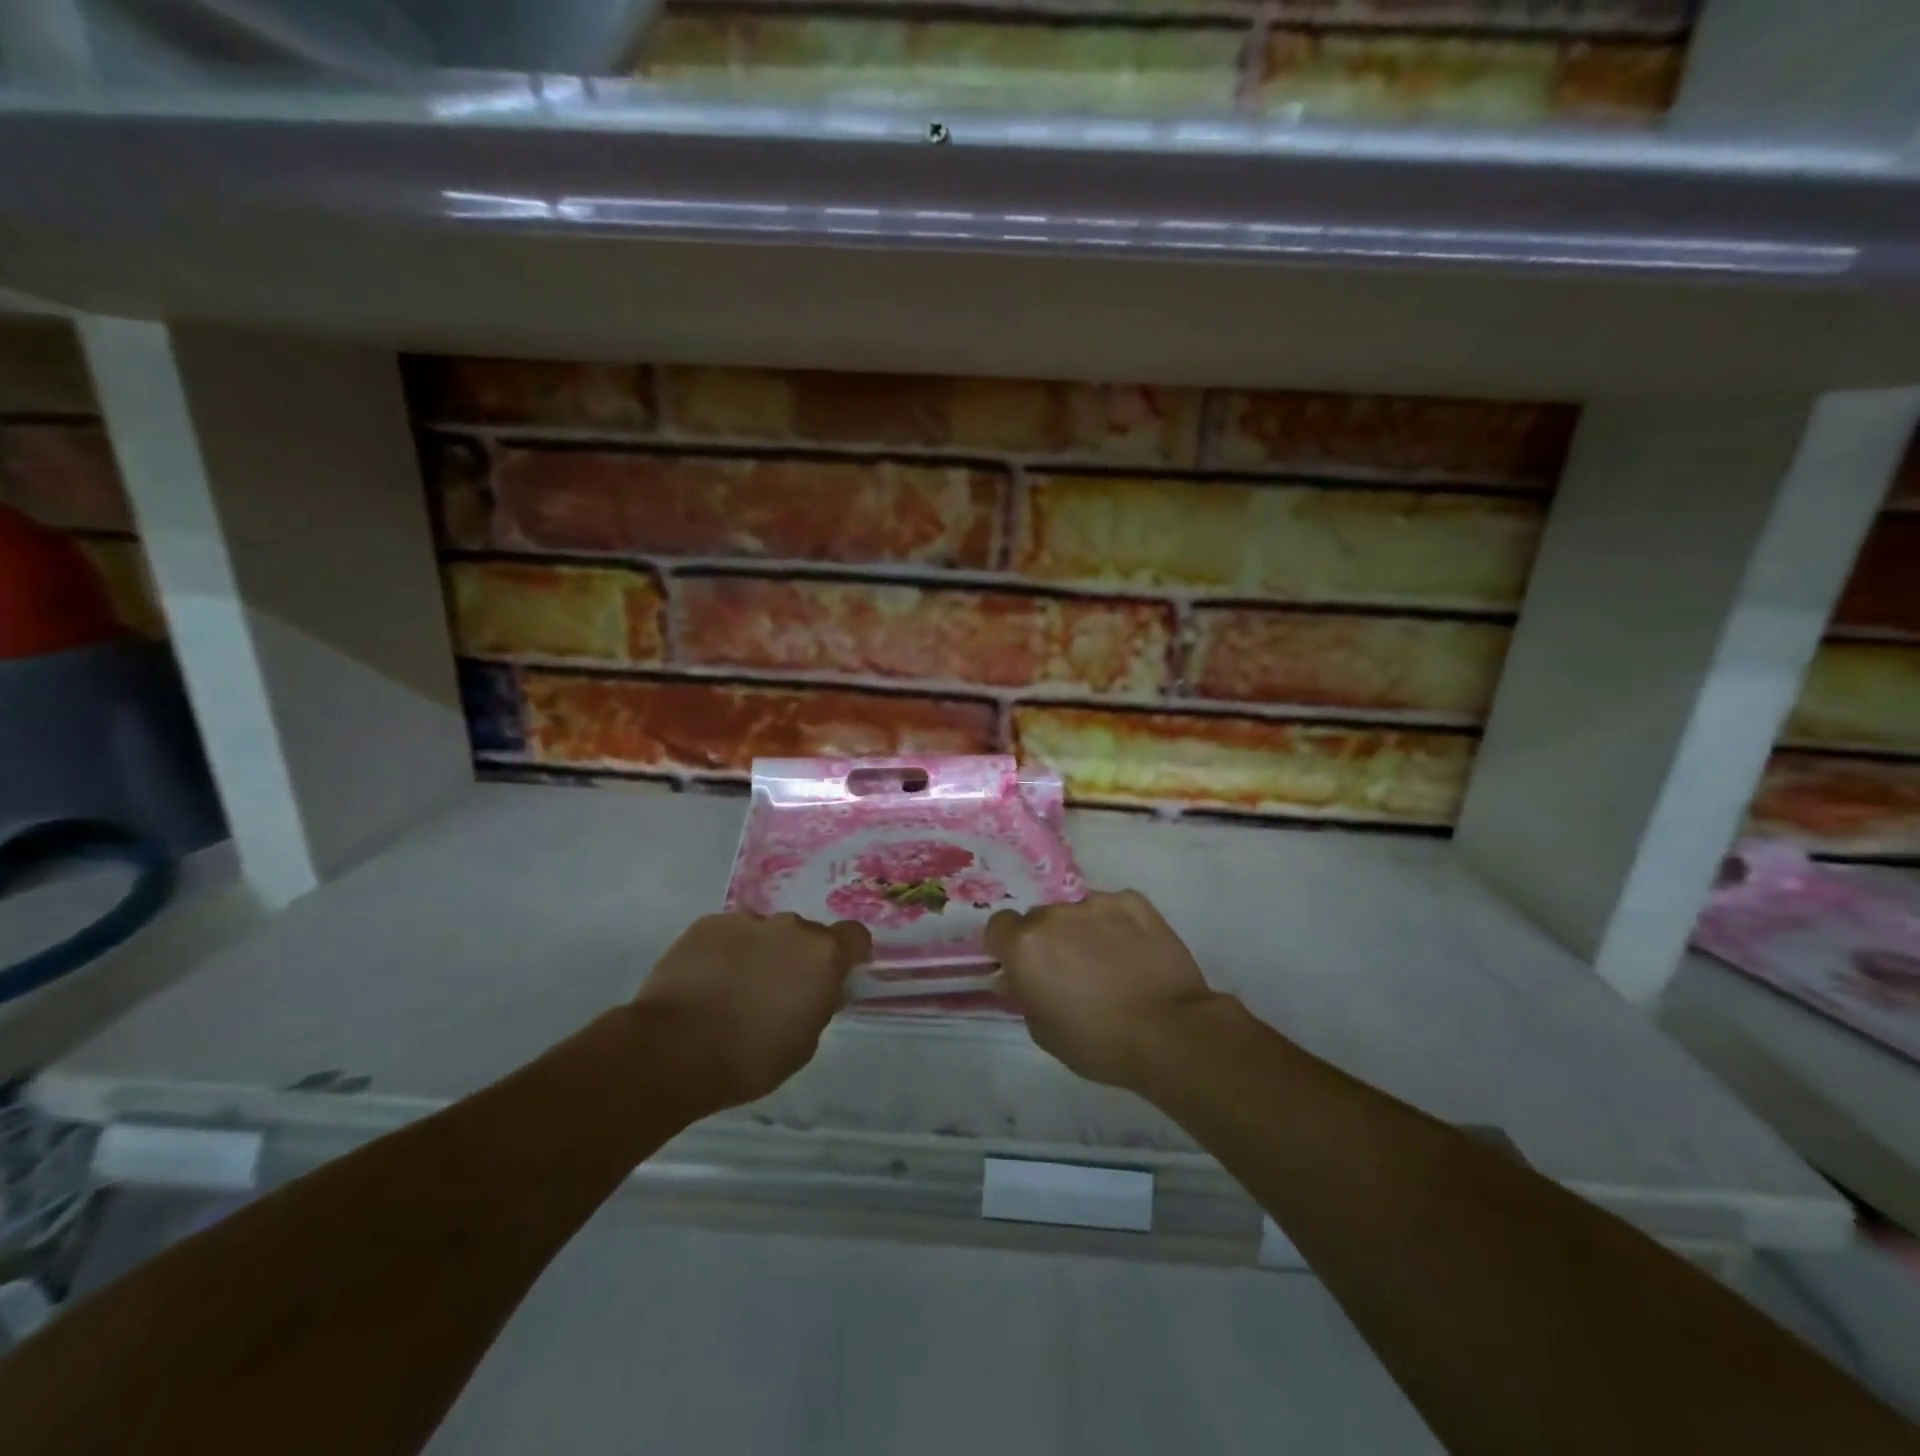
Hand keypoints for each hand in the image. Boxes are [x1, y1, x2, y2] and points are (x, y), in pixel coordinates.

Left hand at [633, 912, 870, 1111]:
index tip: (835, 975)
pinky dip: (724, 953)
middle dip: (797, 957)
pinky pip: (728, 934)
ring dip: (759, 953)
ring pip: (764, 933)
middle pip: (806, 935)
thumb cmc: (749, 1058)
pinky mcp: (707, 924)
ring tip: (732, 990)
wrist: (673, 1050)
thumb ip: (818, 1006)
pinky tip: (705, 984)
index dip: (849, 954)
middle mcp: (790, 927)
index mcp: (823, 955)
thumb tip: (816, 991)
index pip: (855, 936)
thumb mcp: (804, 1044)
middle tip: (776, 992)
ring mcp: (746, 921)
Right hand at [986, 890, 1224, 1088]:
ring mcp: (1097, 903)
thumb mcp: (1043, 1032)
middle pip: (1040, 919)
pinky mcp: (1134, 901)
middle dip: (1049, 940)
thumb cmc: (1099, 1043)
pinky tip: (1135, 952)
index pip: (999, 926)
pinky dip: (1118, 925)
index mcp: (1025, 946)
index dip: (1008, 947)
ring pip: (1078, 912)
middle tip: (1071, 971)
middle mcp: (1055, 915)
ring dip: (1084, 931)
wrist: (1170, 1032)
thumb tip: (1019, 978)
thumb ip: (1024, 995)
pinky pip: (1114, 908)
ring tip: (1110, 964)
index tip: (1025, 968)